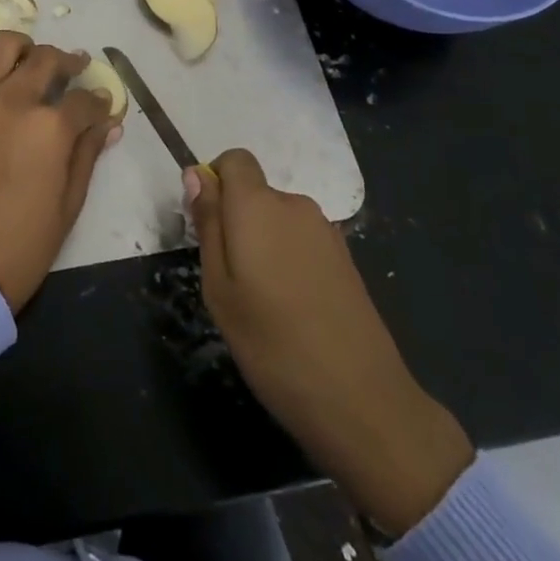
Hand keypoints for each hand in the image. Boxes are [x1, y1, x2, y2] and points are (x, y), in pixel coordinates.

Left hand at [0, 32, 120, 312]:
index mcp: (51, 127)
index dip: (99, 101)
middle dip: (68, 62)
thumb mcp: (72, 199)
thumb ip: (89, 152)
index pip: (84, 99)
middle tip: (74, 70)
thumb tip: (110, 123)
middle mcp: (14, 101)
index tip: (102, 105)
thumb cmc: (28, 240)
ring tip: (30, 63)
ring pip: (3, 46)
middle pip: (47, 59)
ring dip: (24, 50)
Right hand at [185, 148, 472, 533]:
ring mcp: (327, 232)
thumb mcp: (219, 287)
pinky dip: (290, 261)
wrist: (362, 401)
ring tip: (263, 301)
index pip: (235, 160)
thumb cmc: (272, 343)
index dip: (216, 181)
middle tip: (230, 279)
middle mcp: (295, 205)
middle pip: (256, 193)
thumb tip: (197, 174)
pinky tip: (295, 310)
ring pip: (279, 220)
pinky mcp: (347, 259)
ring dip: (265, 243)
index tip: (208, 225)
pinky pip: (303, 241)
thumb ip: (208, 224)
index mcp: (258, 205)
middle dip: (238, 221)